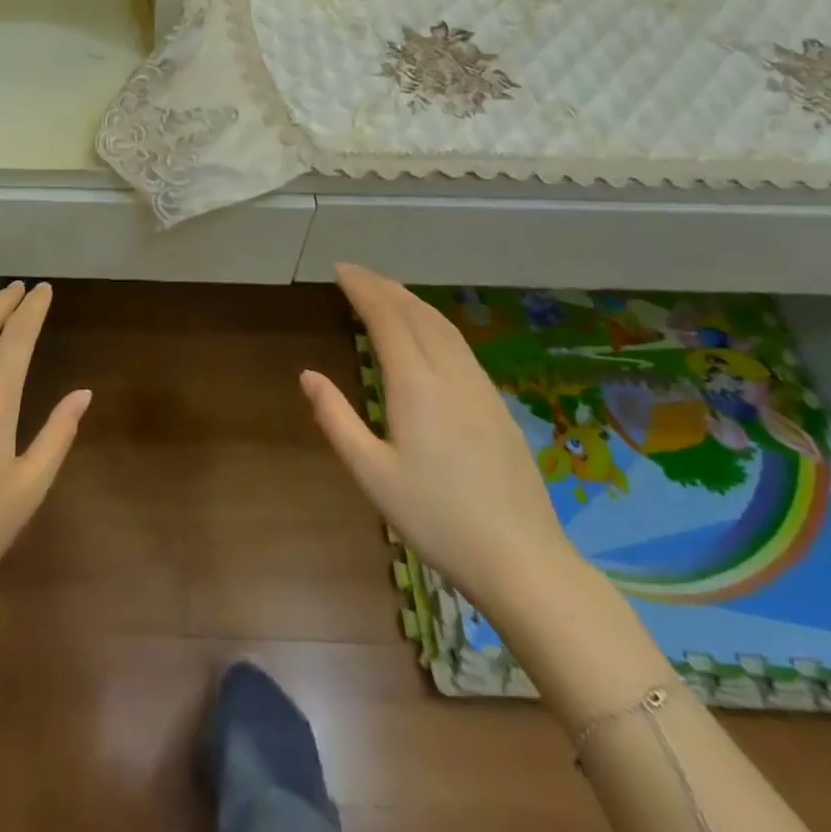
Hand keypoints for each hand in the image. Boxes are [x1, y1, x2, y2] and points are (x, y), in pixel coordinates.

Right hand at [301, 265, 579, 614]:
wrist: (523, 561)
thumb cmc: (437, 518)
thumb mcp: (372, 474)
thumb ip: (336, 419)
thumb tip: (308, 375)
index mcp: (416, 385)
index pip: (387, 318)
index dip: (363, 289)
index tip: (340, 270)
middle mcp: (450, 375)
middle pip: (416, 313)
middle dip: (384, 287)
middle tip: (355, 273)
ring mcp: (480, 388)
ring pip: (443, 326)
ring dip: (411, 300)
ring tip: (386, 291)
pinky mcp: (497, 405)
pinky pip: (460, 344)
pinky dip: (434, 322)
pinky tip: (428, 332)